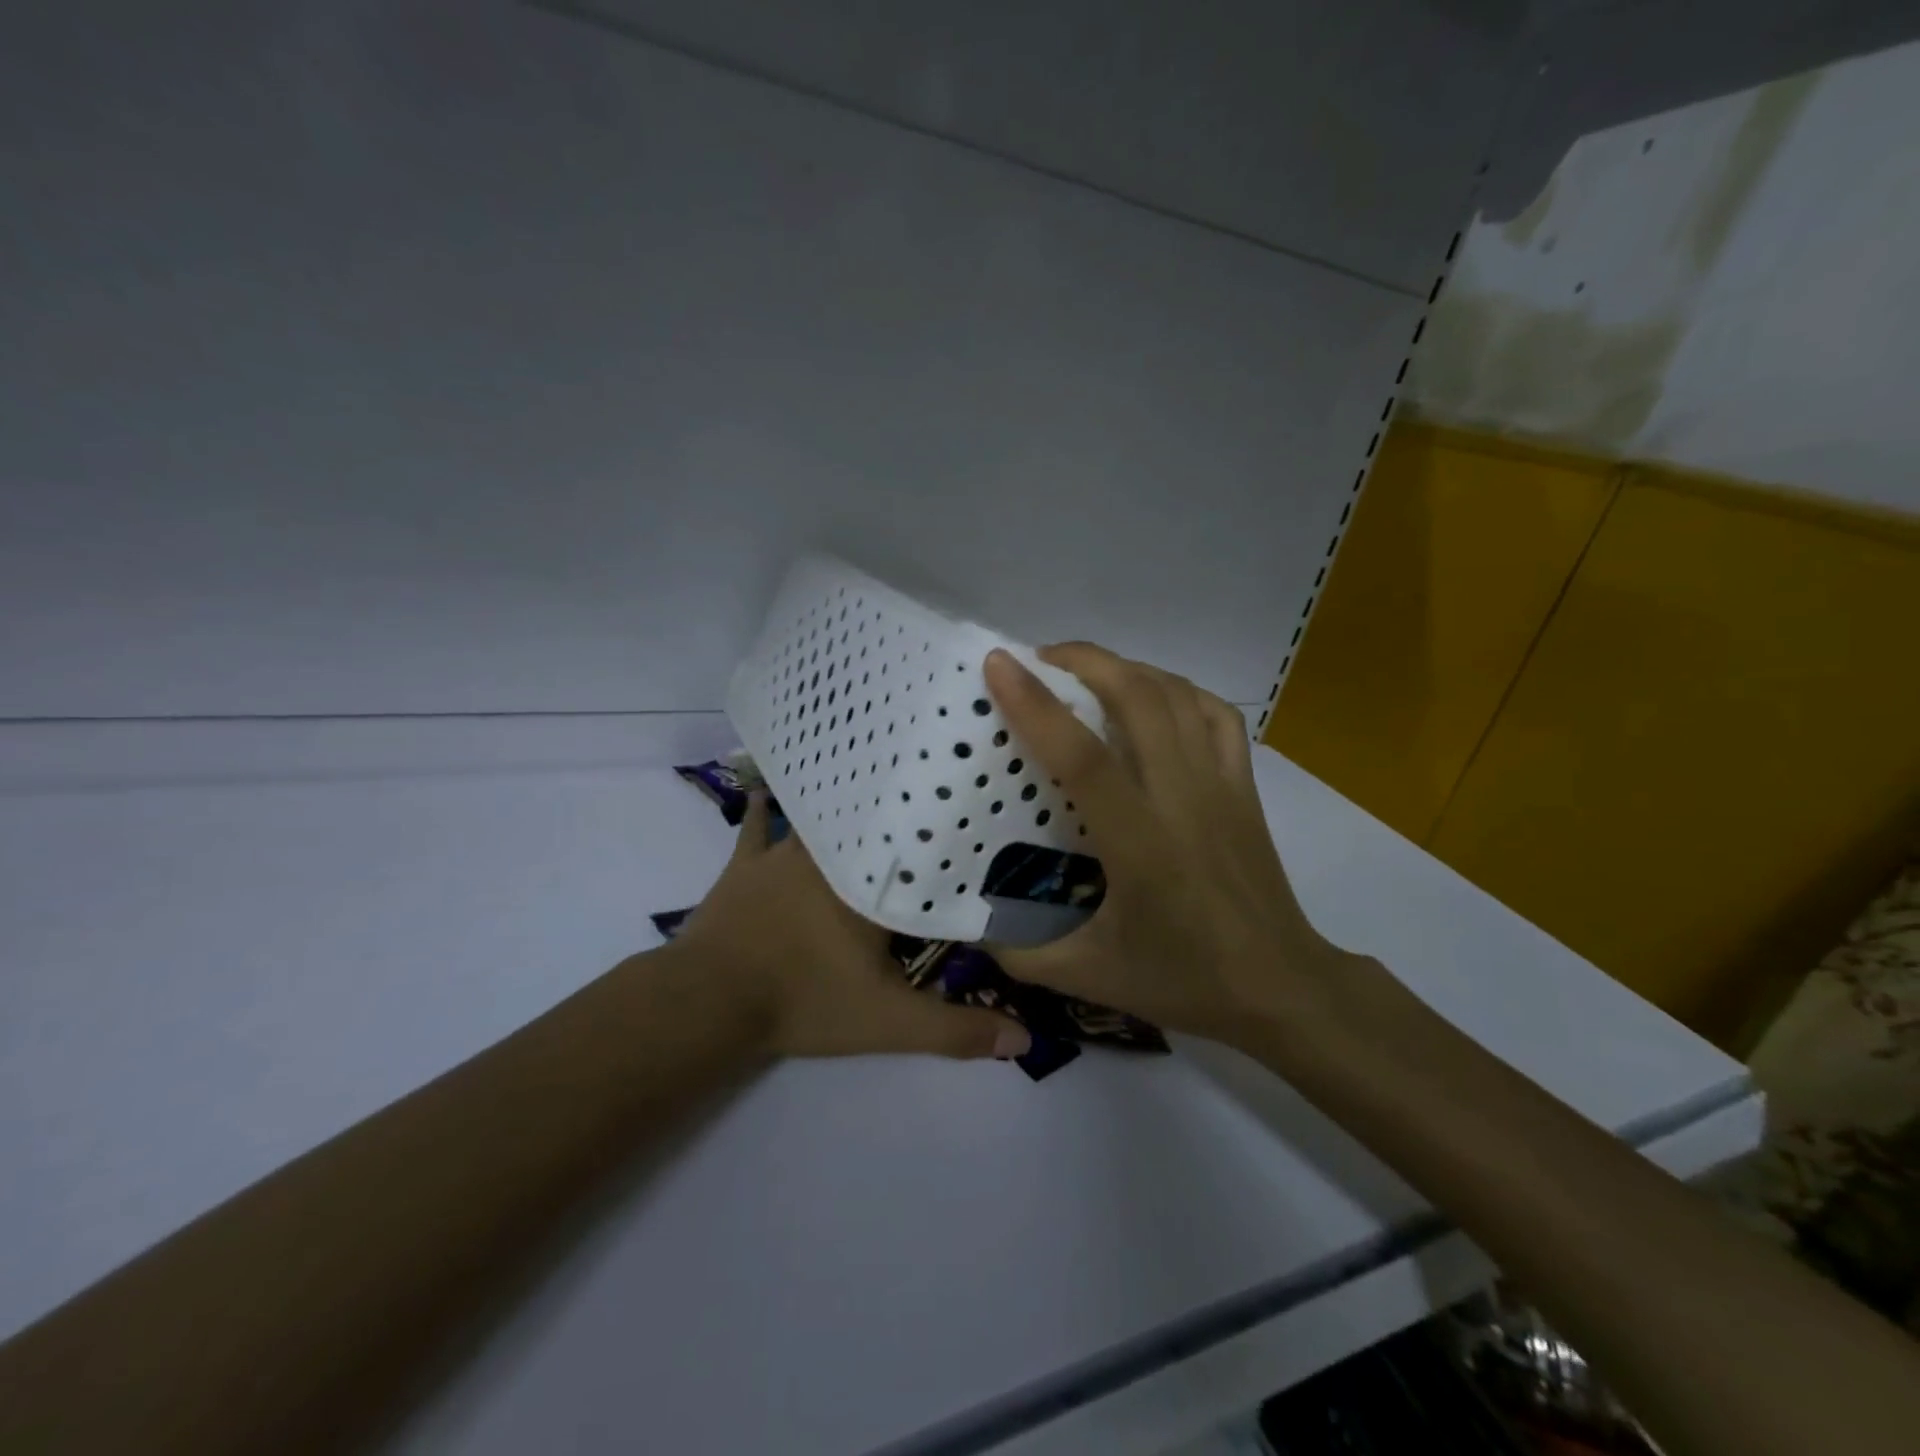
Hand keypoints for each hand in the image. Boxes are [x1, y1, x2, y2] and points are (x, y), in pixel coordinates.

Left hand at [674, 793, 1032, 1061]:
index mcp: (872, 885)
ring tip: (864, 787)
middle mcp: (832, 856)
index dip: (948, 846)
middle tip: (925, 800)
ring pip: (821, 820)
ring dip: (841, 812)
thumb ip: (955, 1031)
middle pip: (873, 829)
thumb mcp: (889, 1022)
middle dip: (898, 820)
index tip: (975, 827)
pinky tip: (767, 791)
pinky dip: (765, 812)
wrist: (711, 1000)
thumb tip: (1026, 1042)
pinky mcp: (746, 864)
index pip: (920, 857)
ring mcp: (785, 854)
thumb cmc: (805, 1000)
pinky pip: (757, 828)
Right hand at [984, 644, 1359, 1046]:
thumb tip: (970, 928)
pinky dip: (1179, 689)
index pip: (1083, 756)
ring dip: (1127, 667)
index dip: (1037, 704)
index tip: (1000, 663)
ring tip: (1087, 670)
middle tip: (1040, 658)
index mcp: (1139, 843)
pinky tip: (1154, 696)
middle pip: (1138, 698)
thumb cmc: (1185, 980)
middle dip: (1085, 660)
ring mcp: (1221, 785)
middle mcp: (1182, 798)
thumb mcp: (1090, 976)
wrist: (1281, 987)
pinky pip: (1215, 715)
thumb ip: (1021, 956)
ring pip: (1177, 696)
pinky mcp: (1245, 786)